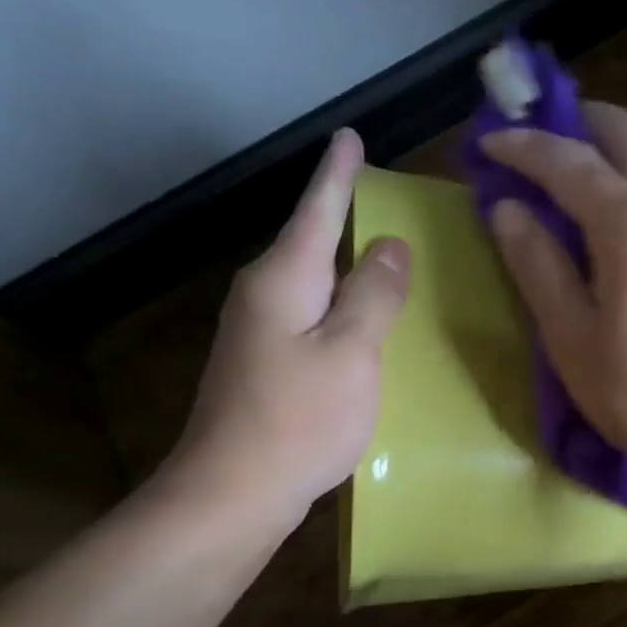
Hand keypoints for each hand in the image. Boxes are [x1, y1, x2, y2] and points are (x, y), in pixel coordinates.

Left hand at [159, 129, 409, 530]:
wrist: (235, 490)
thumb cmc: (300, 417)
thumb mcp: (352, 352)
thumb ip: (375, 295)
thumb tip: (392, 245)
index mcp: (284, 280)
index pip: (317, 212)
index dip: (338, 175)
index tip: (349, 136)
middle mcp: (264, 295)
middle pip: (309, 243)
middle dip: (340, 215)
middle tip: (375, 194)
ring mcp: (258, 332)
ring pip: (310, 283)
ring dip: (342, 265)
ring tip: (376, 253)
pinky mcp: (264, 365)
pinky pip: (309, 317)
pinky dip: (337, 306)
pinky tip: (356, 320)